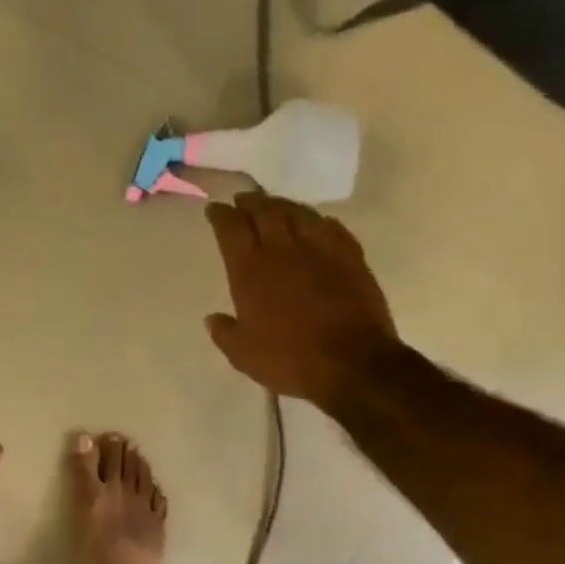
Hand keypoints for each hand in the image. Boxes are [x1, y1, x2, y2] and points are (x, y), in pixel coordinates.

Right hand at [204, 193, 401, 408]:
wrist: (352, 363)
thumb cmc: (289, 360)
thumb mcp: (243, 355)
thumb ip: (225, 332)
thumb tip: (212, 318)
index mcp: (251, 271)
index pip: (232, 230)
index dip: (221, 216)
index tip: (214, 209)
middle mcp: (283, 250)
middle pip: (264, 212)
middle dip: (250, 203)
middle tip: (242, 200)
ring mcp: (320, 249)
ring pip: (298, 213)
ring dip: (282, 205)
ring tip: (274, 205)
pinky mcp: (351, 256)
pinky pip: (331, 227)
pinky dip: (317, 220)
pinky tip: (315, 223)